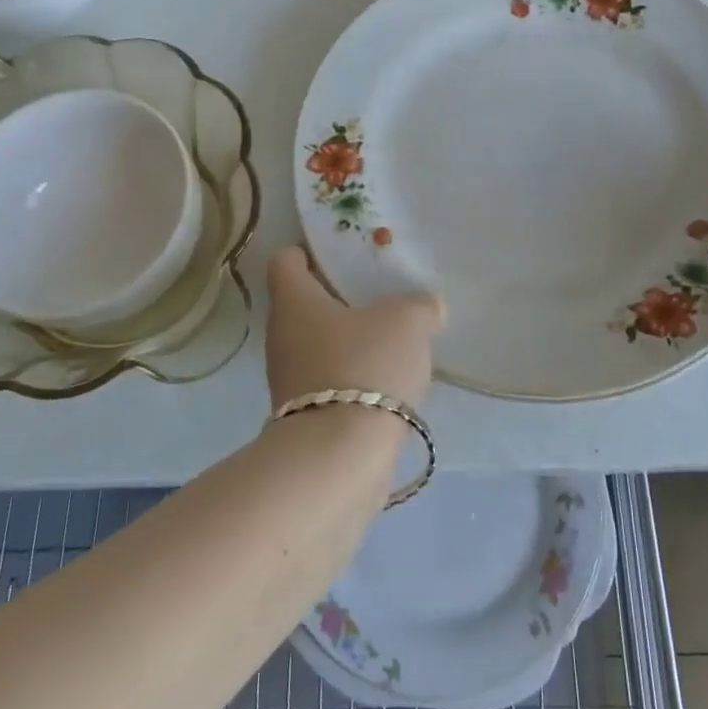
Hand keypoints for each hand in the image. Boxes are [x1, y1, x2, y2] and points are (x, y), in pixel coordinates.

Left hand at [264, 248, 444, 413]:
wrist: (341, 457)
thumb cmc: (365, 366)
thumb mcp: (407, 321)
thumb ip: (419, 305)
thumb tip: (426, 306)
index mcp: (294, 301)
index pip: (285, 260)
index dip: (310, 252)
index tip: (343, 255)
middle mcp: (281, 336)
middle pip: (305, 304)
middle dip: (340, 299)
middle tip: (381, 298)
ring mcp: (288, 380)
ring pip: (319, 345)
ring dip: (350, 342)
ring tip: (393, 343)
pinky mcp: (304, 416)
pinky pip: (330, 381)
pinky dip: (354, 378)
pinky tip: (387, 383)